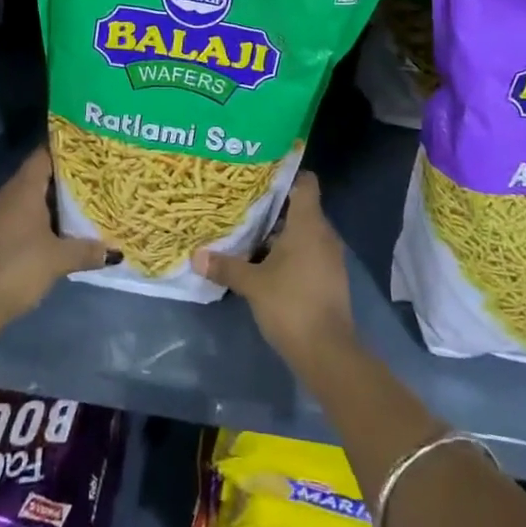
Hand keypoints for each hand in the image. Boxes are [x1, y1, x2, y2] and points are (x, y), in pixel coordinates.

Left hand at [0, 147, 109, 326]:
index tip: (87, 152)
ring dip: (48, 203)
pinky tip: (52, 232)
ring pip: (26, 198)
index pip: (44, 155)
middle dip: (62, 180)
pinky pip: (16, 216)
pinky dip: (34, 219)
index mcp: (23, 188)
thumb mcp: (59, 259)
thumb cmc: (19, 267)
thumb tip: (115, 252)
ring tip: (77, 207)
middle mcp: (5, 194)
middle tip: (91, 182)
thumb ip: (87, 251)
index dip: (65, 151)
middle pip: (37, 176)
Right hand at [194, 172, 355, 370]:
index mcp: (308, 224)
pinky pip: (309, 252)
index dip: (286, 174)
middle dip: (274, 206)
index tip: (261, 174)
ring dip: (280, 232)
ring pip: (304, 232)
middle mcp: (324, 234)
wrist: (328, 352)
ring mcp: (330, 257)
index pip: (305, 183)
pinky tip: (266, 262)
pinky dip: (290, 252)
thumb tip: (196, 255)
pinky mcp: (329, 278)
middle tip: (244, 203)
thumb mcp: (252, 284)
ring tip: (249, 232)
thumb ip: (226, 266)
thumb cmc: (291, 304)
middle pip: (301, 207)